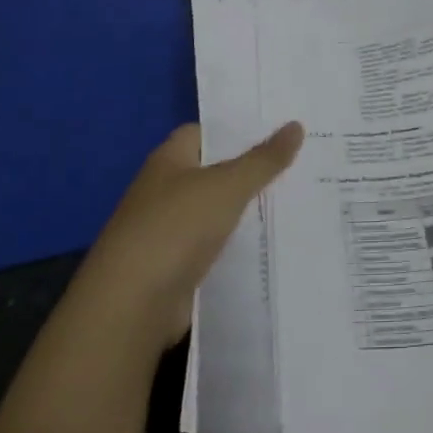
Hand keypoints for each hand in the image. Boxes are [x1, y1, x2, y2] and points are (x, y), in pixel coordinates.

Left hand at [72, 121, 304, 356]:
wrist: (131, 307)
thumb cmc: (175, 228)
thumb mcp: (228, 186)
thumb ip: (264, 159)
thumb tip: (296, 125)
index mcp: (168, 160)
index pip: (205, 133)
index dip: (238, 129)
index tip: (279, 129)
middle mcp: (165, 191)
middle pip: (215, 173)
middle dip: (252, 170)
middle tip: (301, 162)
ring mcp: (168, 233)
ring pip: (218, 213)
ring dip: (248, 211)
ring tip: (298, 201)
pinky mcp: (176, 270)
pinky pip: (216, 248)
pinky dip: (239, 246)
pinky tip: (273, 244)